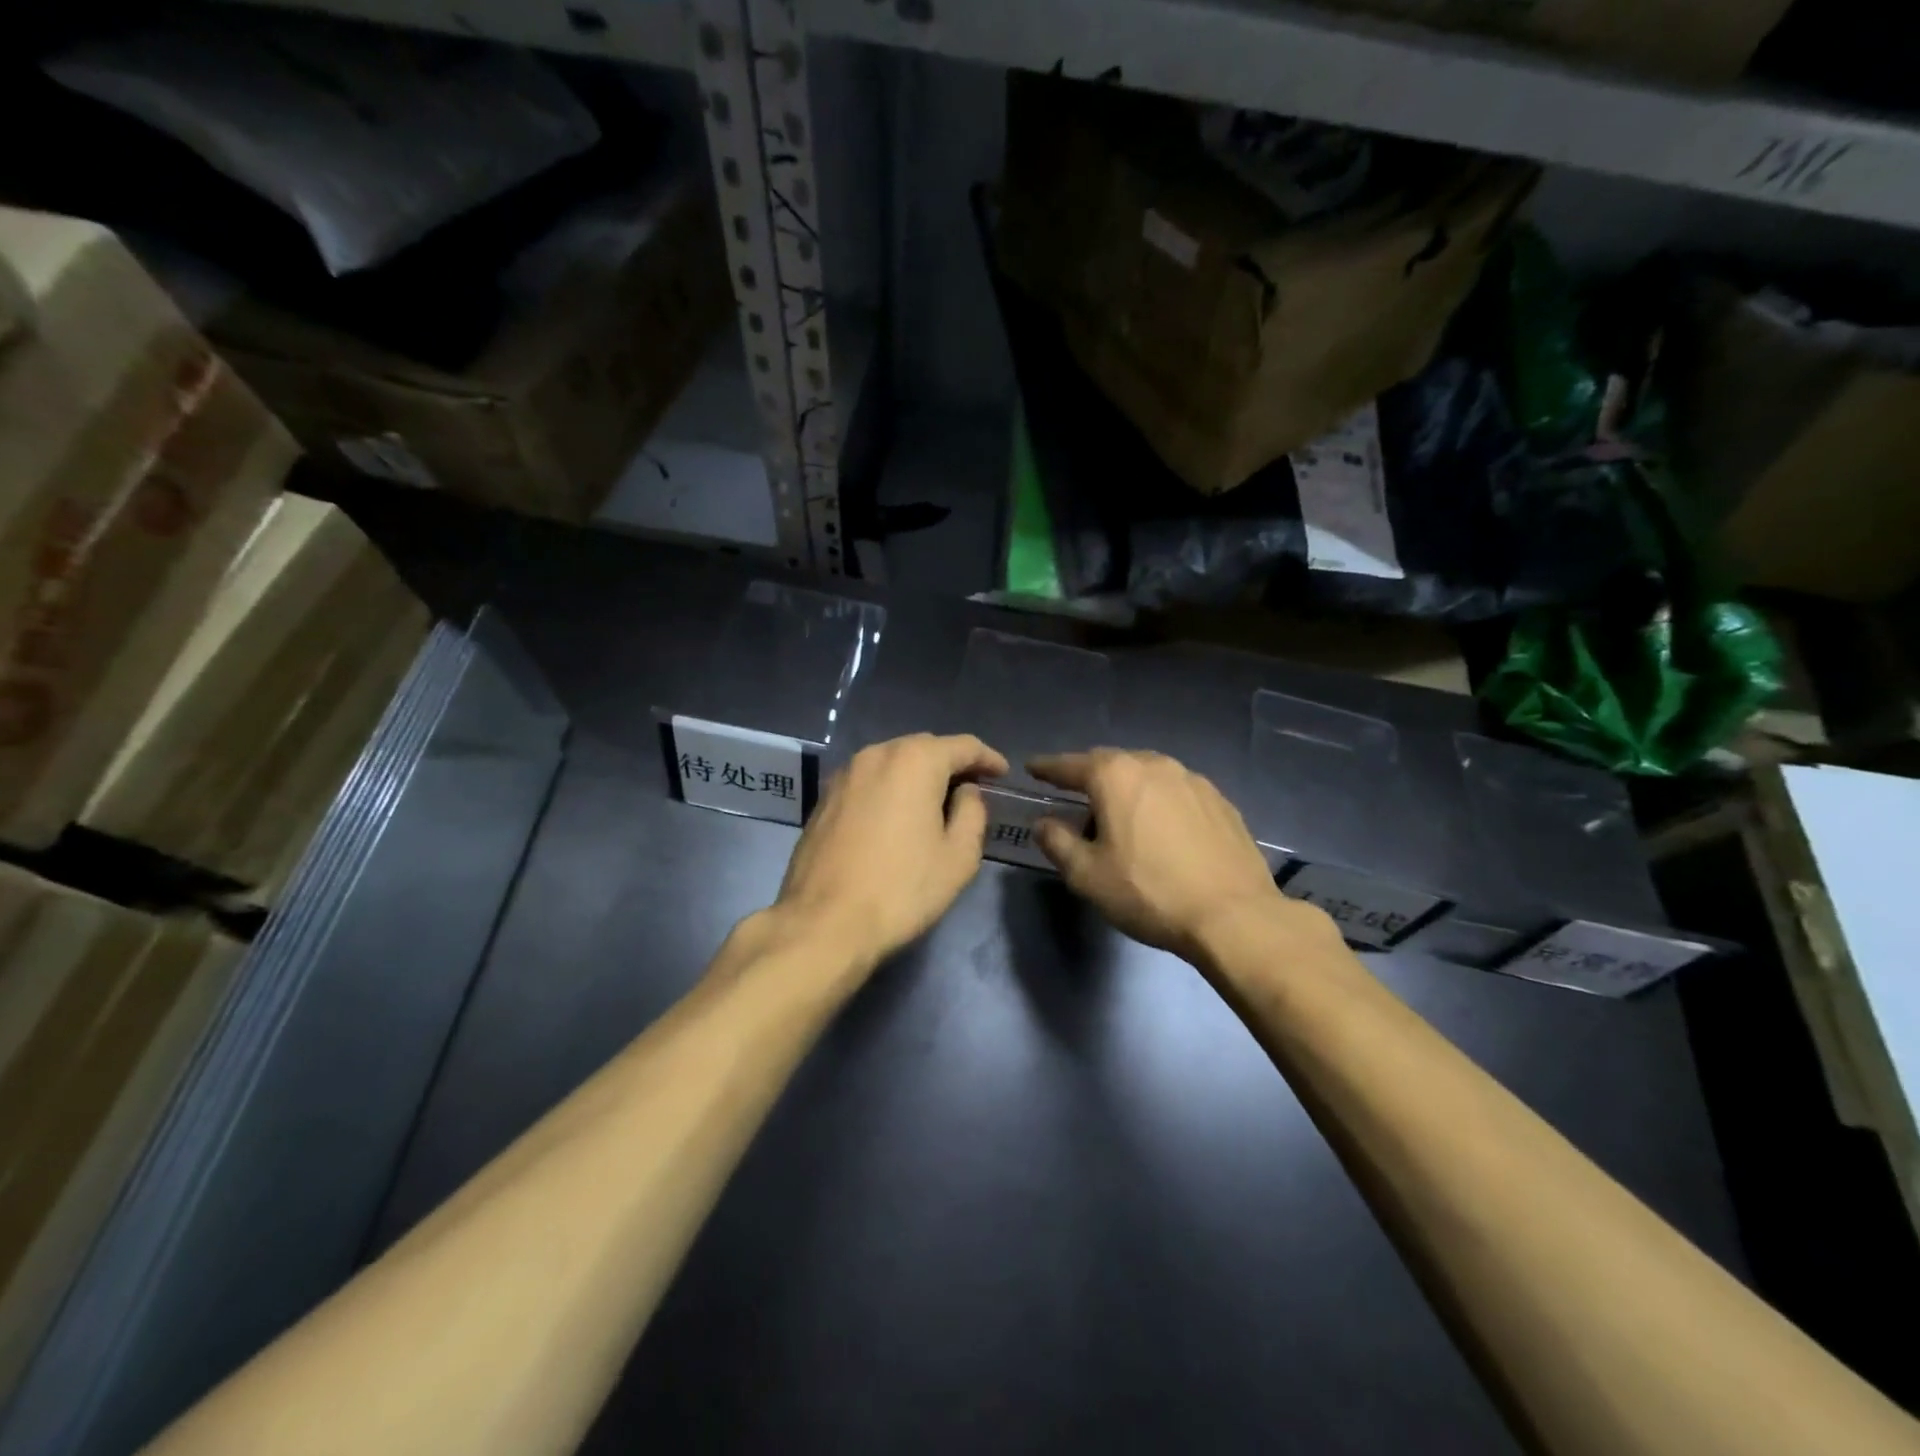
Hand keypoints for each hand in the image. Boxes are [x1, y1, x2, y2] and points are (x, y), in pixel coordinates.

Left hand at [775, 733, 1008, 973]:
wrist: (823, 923)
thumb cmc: (902, 889)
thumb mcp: (959, 856)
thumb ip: (972, 813)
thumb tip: (965, 792)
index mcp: (914, 761)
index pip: (963, 746)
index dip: (988, 758)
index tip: (1003, 774)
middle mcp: (876, 755)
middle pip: (924, 748)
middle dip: (952, 764)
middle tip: (973, 788)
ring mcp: (844, 775)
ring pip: (892, 762)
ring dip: (918, 775)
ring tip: (936, 802)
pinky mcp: (824, 798)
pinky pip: (869, 781)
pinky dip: (890, 789)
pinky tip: (897, 816)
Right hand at [1029, 749, 1296, 960]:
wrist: (1233, 916)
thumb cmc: (1149, 892)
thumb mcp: (1087, 875)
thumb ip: (1057, 842)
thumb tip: (1044, 824)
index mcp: (1116, 776)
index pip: (1070, 765)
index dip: (1048, 768)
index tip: (1033, 768)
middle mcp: (1154, 765)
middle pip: (1111, 763)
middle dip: (1089, 775)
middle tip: (1074, 793)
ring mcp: (1192, 780)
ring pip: (1147, 774)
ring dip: (1127, 787)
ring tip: (1119, 811)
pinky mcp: (1220, 801)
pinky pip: (1176, 791)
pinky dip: (1159, 800)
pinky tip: (1161, 826)